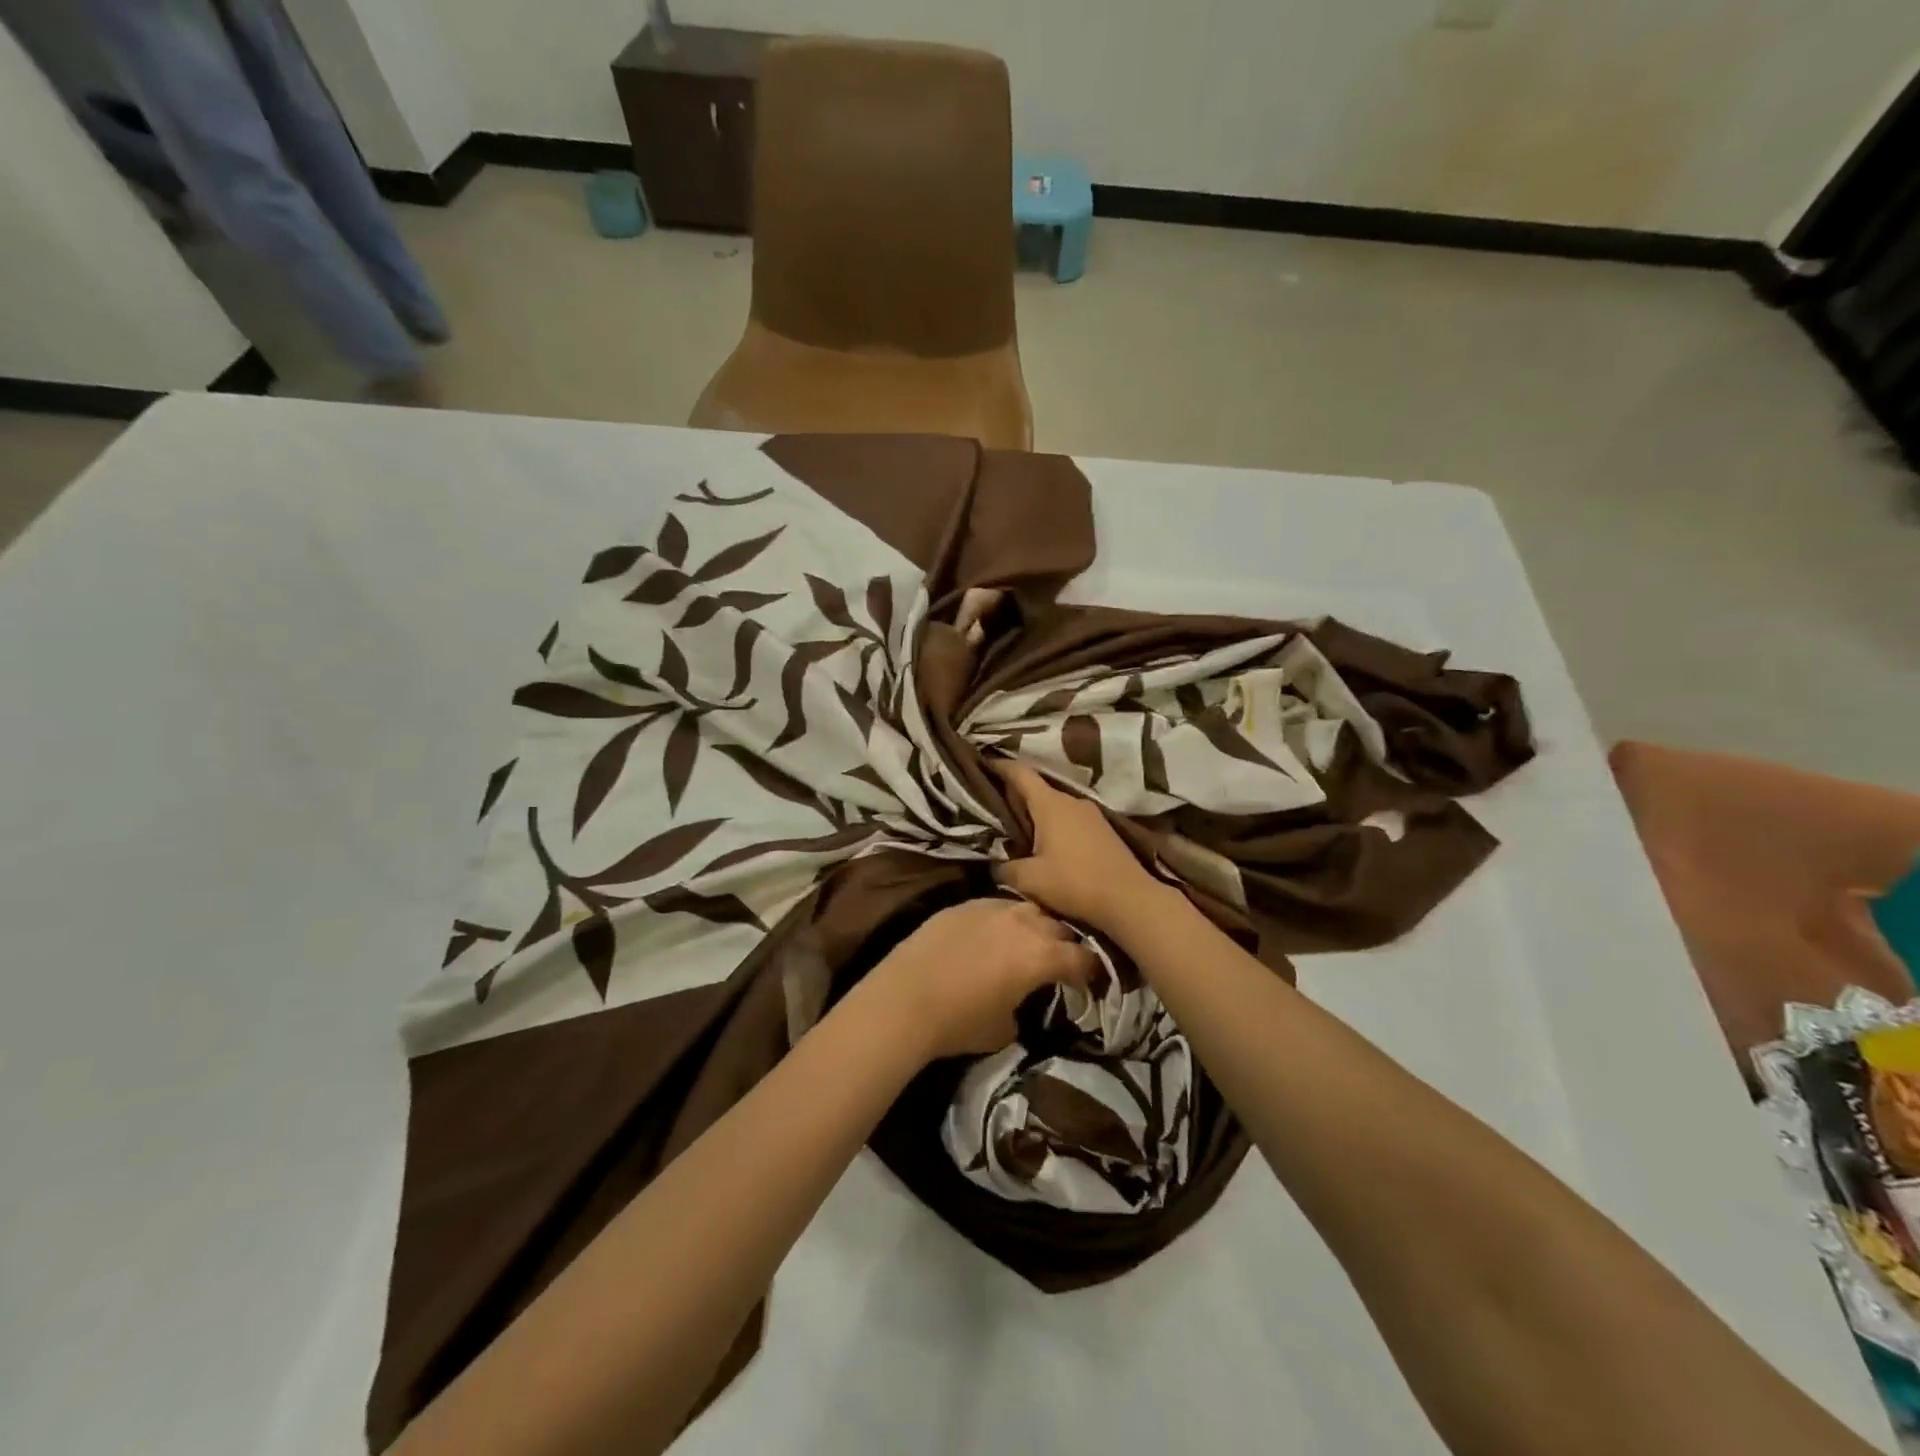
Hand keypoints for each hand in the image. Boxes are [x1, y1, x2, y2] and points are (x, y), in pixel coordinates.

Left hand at [863, 898, 1096, 1060]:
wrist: (905, 999)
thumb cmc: (960, 1022)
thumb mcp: (1005, 1029)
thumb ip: (1024, 1006)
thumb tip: (1021, 1000)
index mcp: (1042, 955)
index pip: (1082, 958)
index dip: (1091, 972)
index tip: (1089, 982)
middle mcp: (1024, 923)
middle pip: (1059, 927)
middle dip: (1064, 944)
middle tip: (1060, 962)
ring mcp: (991, 907)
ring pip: (1028, 909)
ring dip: (1036, 925)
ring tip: (1029, 942)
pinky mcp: (963, 904)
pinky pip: (996, 906)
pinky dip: (1003, 919)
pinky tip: (993, 933)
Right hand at [991, 760, 1163, 934]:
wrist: (1129, 899)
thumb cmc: (1075, 883)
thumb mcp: (1030, 880)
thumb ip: (1006, 868)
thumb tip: (995, 865)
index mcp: (1050, 804)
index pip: (1021, 773)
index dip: (1001, 767)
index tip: (985, 764)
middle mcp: (1072, 801)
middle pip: (1039, 790)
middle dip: (1017, 796)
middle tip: (997, 808)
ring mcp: (1092, 815)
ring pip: (1057, 807)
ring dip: (1039, 815)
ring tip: (1022, 831)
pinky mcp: (1104, 830)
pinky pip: (1072, 820)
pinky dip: (1057, 827)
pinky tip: (1051, 846)